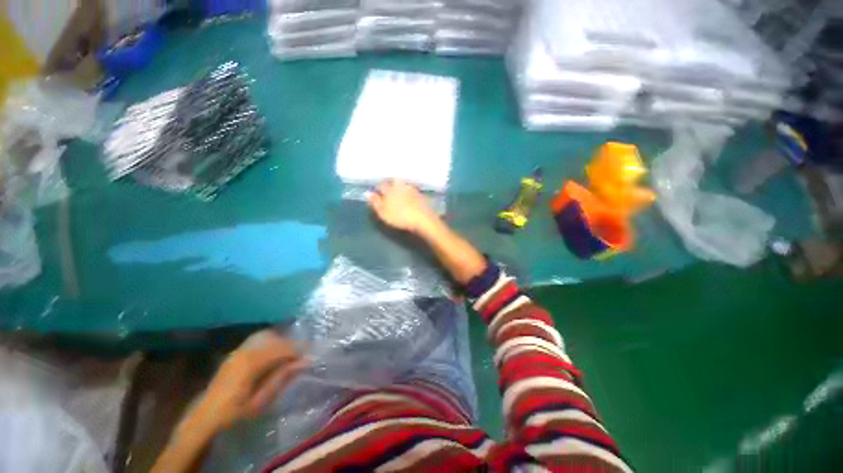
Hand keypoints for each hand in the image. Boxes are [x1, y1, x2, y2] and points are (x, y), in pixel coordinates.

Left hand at [187, 331, 306, 433]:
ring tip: (288, 355)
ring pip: (267, 335)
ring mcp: (239, 349)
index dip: (298, 350)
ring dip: (281, 342)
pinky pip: (258, 339)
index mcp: (252, 363)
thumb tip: (306, 362)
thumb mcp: (261, 400)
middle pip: (275, 338)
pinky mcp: (236, 352)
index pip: (282, 348)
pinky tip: (273, 354)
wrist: (205, 416)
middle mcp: (245, 351)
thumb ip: (282, 378)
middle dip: (291, 345)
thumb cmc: (235, 412)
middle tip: (300, 356)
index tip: (310, 357)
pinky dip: (270, 342)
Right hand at [367, 180, 440, 234]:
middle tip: (388, 189)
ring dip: (401, 186)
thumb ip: (375, 202)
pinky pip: (413, 190)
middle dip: (390, 183)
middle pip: (394, 181)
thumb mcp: (383, 212)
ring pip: (404, 184)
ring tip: (399, 192)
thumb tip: (367, 193)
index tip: (376, 191)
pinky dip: (410, 192)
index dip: (378, 188)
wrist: (423, 219)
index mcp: (390, 190)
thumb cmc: (400, 216)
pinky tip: (410, 197)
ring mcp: (412, 190)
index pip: (381, 185)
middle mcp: (401, 186)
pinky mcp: (421, 195)